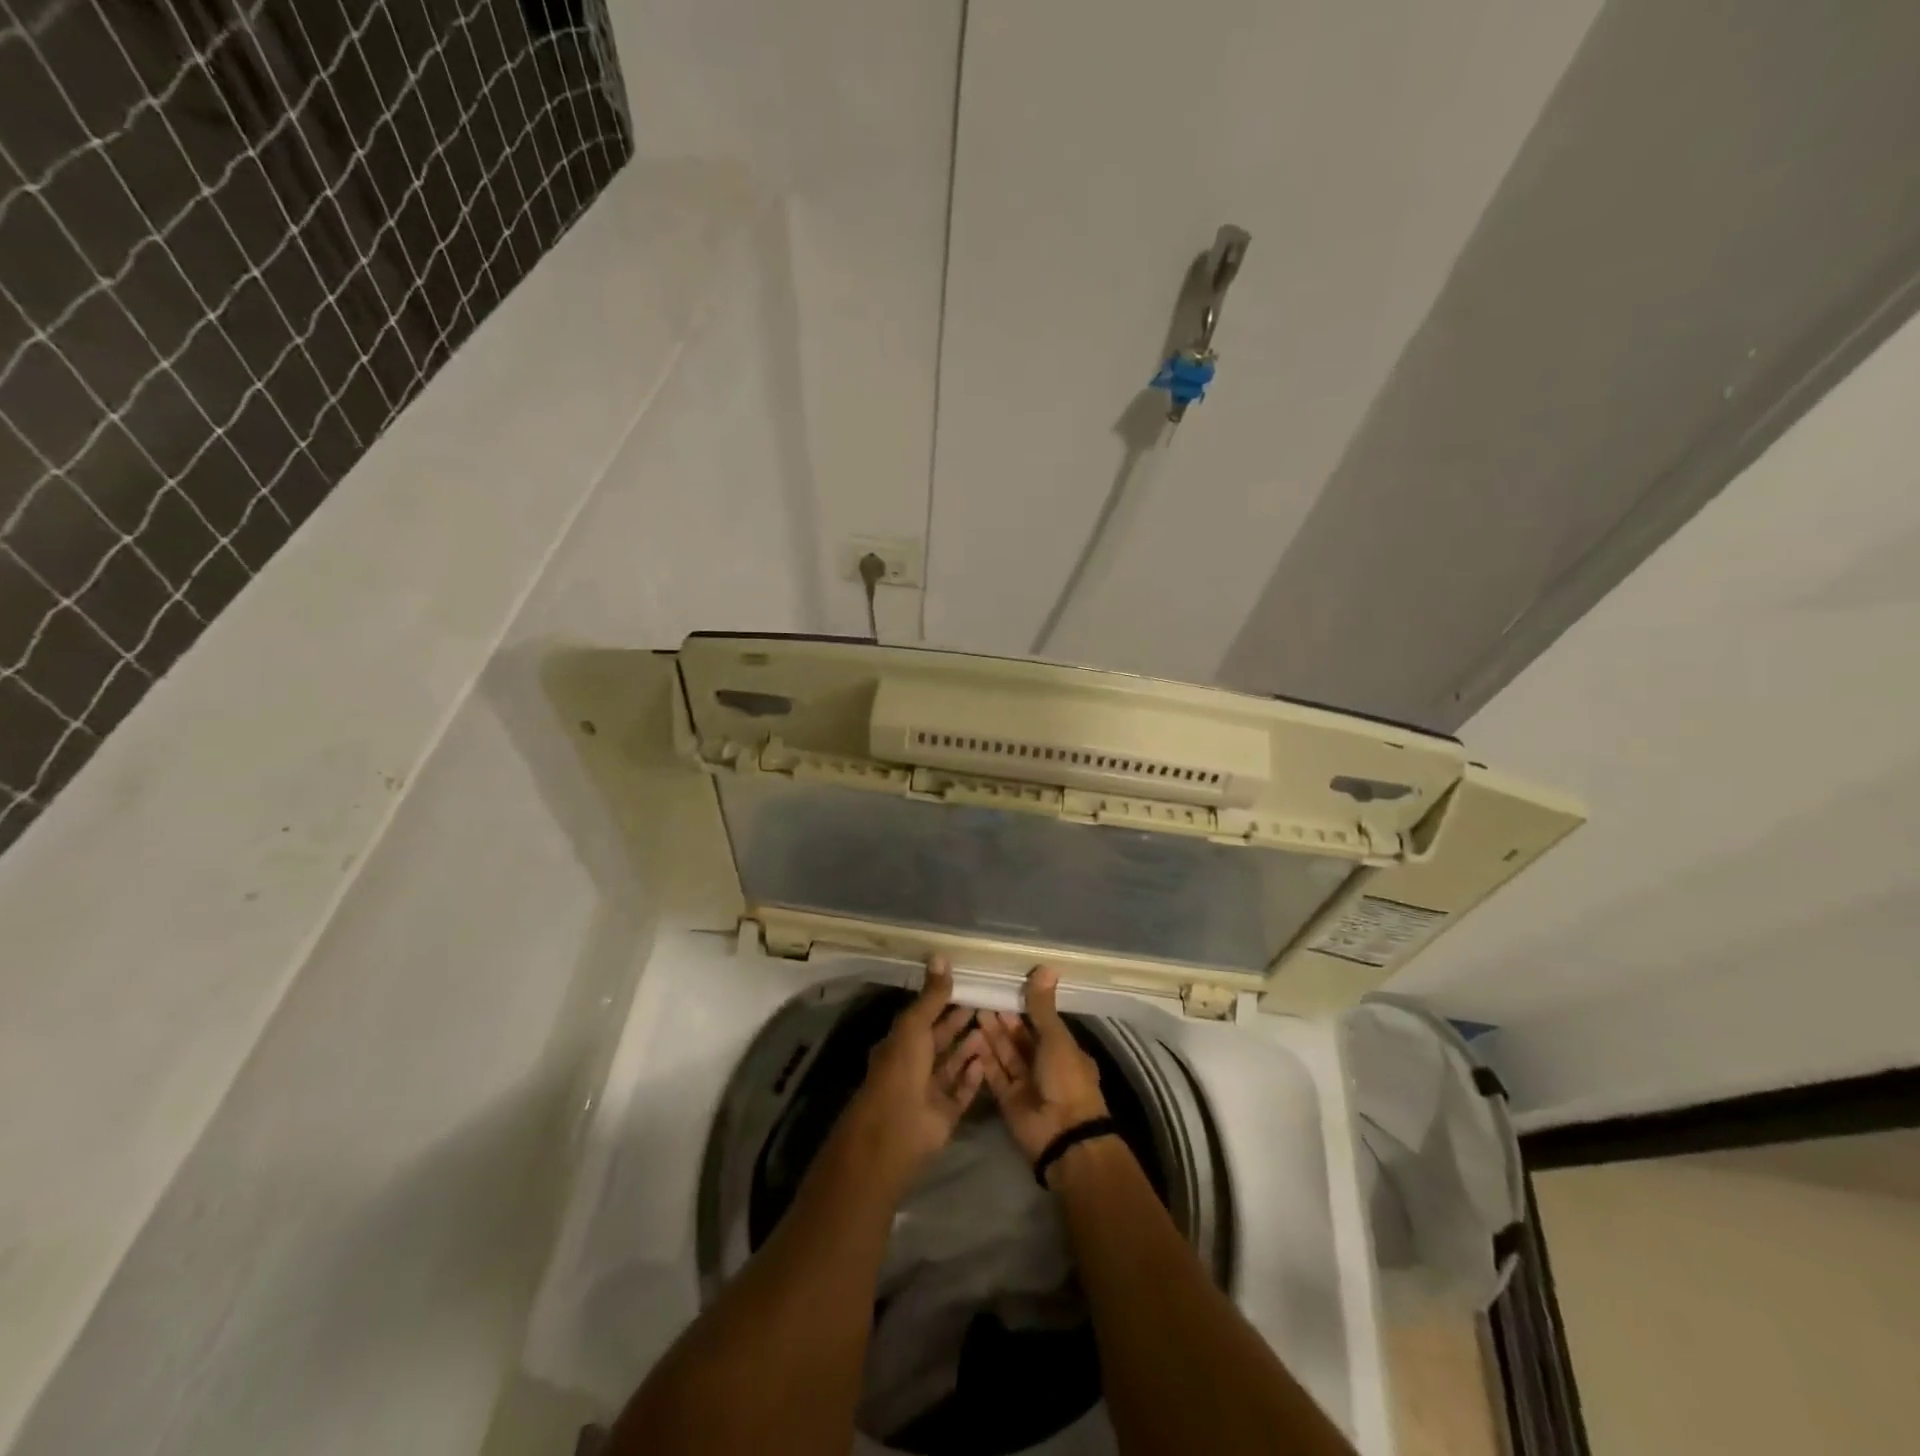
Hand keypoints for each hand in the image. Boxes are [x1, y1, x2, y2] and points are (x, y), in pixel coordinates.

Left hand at [838, 958, 987, 1186]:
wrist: (898, 1129)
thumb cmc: (901, 1069)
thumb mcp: (914, 1026)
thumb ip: (931, 996)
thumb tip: (940, 955)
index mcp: (900, 1043)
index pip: (924, 1017)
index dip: (942, 1002)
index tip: (967, 985)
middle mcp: (914, 1065)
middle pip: (941, 1040)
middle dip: (959, 1023)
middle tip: (987, 1002)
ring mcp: (930, 1090)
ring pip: (953, 1064)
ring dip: (970, 1047)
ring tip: (993, 1026)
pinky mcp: (946, 1112)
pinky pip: (963, 1090)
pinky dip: (974, 1076)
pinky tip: (988, 1059)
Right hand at [978, 966, 1109, 1161]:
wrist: (1062, 1135)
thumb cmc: (1066, 1079)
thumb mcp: (1056, 1038)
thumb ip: (1043, 1007)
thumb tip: (1045, 967)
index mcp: (1065, 1051)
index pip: (1042, 1024)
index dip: (1025, 1009)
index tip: (1006, 989)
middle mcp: (1046, 1067)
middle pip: (1021, 1040)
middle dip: (1004, 1021)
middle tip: (983, 998)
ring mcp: (1027, 1085)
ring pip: (1006, 1055)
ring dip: (993, 1036)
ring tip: (975, 1012)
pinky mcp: (1008, 1101)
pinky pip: (995, 1075)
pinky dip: (985, 1060)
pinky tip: (971, 1041)